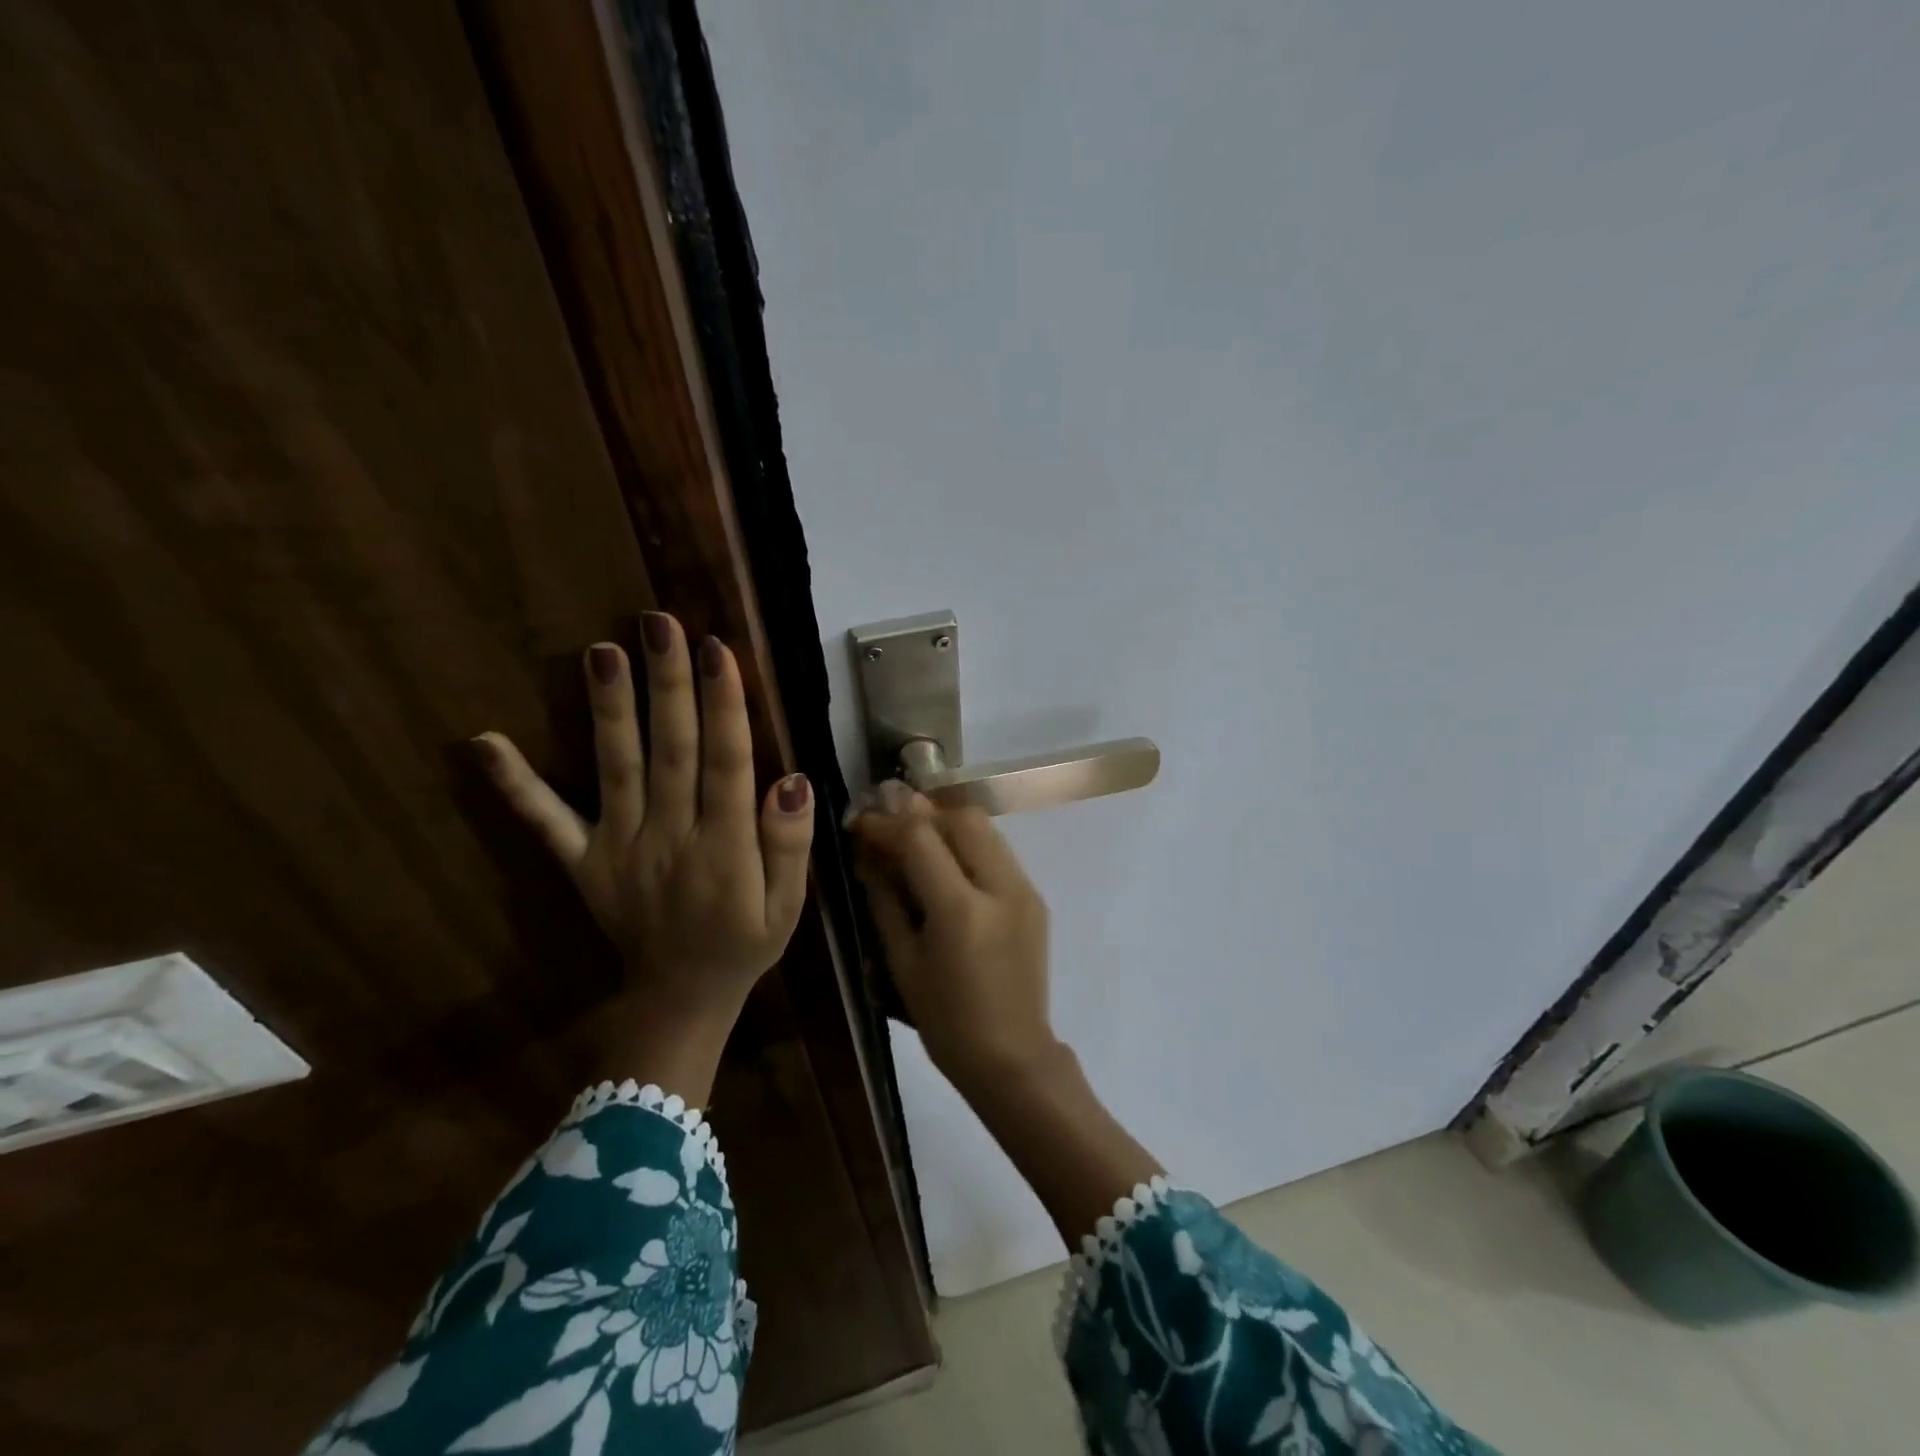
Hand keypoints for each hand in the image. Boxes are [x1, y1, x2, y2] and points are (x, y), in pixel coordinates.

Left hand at [473, 611, 813, 1100]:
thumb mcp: (789, 906)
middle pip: (670, 751)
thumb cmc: (745, 944)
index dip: (723, 704)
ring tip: (601, 651)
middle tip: (657, 624)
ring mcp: (618, 848)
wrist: (680, 999)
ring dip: (609, 709)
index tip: (717, 649)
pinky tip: (484, 743)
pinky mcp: (582, 862)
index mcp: (724, 848)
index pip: (725, 762)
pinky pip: (546, 823)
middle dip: (667, 684)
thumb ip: (790, 844)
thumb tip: (792, 779)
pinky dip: (515, 785)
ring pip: (616, 769)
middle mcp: (669, 838)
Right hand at [850, 784, 1056, 1090]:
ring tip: (915, 838)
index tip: (860, 823)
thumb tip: (867, 856)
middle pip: (963, 818)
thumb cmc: (946, 1021)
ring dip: (948, 824)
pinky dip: (969, 846)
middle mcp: (1001, 888)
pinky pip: (999, 853)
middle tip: (891, 825)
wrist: (1013, 1058)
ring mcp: (1025, 890)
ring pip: (986, 829)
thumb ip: (885, 900)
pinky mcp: (1036, 898)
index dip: (885, 824)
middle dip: (922, 813)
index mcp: (961, 910)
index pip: (921, 839)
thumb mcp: (903, 963)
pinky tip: (947, 865)